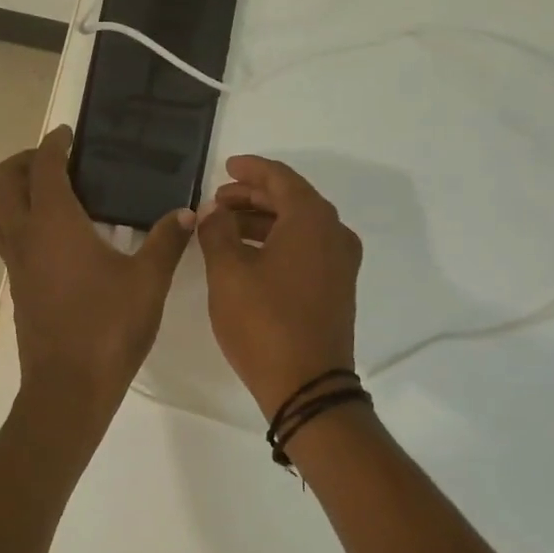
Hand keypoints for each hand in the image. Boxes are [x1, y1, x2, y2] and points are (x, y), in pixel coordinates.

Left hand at [0, 126, 194, 421]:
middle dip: (23, 162)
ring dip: (12, 193)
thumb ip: (167, 241)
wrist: (69, 387)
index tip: (69, 135)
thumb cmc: (108, 327)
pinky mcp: (17, 288)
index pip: (44, 167)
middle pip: (1, 182)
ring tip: (50, 195)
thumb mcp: (149, 281)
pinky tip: (57, 239)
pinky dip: (20, 222)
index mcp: (53, 223)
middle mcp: (25, 237)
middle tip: (57, 162)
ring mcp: (15, 264)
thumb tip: (187, 213)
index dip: (54, 144)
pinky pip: (6, 240)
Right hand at [195, 156, 362, 419]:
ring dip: (263, 221)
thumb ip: (217, 232)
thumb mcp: (228, 272)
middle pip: (292, 199)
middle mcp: (334, 233)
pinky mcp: (337, 287)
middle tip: (218, 201)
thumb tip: (213, 212)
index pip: (280, 178)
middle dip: (253, 197)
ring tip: (224, 227)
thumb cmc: (264, 322)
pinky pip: (306, 248)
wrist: (307, 386)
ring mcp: (340, 263)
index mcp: (311, 220)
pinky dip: (277, 242)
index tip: (225, 167)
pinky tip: (247, 254)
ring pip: (298, 225)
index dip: (250, 170)